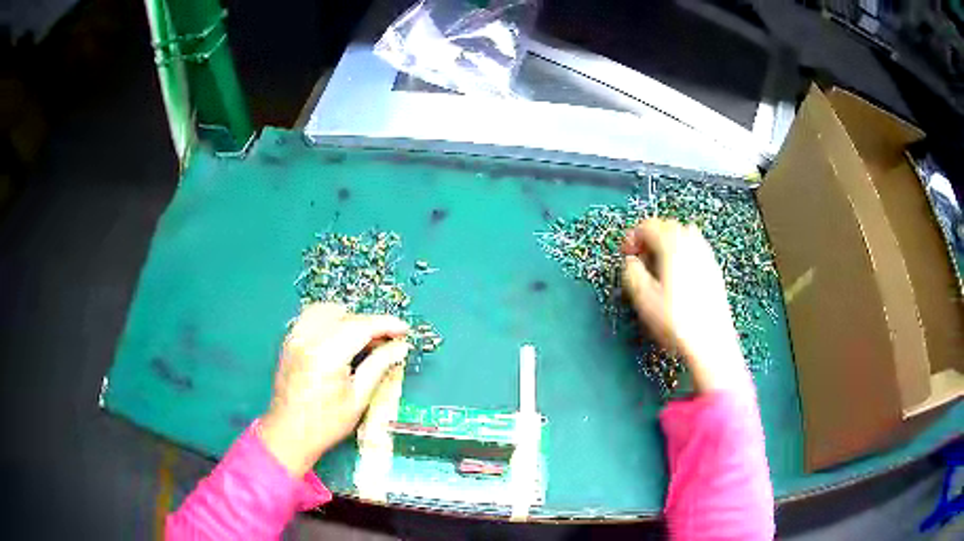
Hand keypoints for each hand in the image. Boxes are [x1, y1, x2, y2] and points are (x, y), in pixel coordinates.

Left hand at [259, 303, 409, 476]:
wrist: (288, 434)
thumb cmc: (326, 424)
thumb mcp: (358, 399)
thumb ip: (379, 366)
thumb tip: (400, 347)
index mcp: (326, 354)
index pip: (361, 326)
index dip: (386, 325)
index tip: (404, 330)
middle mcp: (308, 339)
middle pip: (346, 316)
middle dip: (370, 324)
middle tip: (387, 342)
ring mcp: (295, 338)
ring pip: (327, 310)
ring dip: (348, 319)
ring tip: (363, 339)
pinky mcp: (289, 341)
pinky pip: (311, 317)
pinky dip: (329, 320)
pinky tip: (339, 339)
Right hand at [621, 219, 749, 393]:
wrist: (711, 342)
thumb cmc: (675, 320)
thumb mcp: (643, 299)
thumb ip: (631, 273)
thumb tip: (631, 262)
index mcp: (672, 245)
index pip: (648, 225)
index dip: (632, 237)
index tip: (626, 255)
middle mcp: (692, 243)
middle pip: (668, 226)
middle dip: (651, 237)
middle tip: (640, 259)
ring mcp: (706, 255)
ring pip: (684, 235)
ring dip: (668, 243)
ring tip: (659, 267)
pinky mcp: (714, 269)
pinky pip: (696, 249)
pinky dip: (683, 253)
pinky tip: (678, 276)